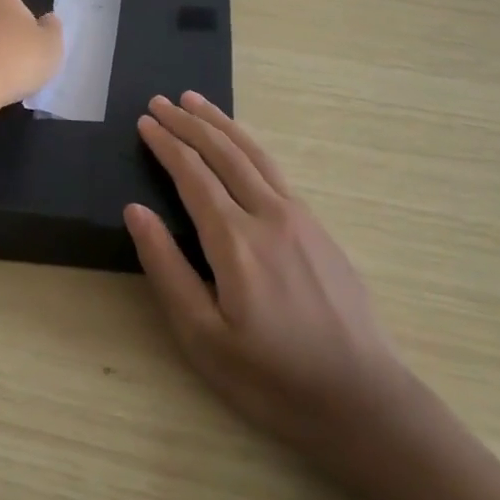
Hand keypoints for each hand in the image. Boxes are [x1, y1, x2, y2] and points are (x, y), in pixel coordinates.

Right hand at [124, 92, 417, 475]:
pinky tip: (240, 145)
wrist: (363, 399)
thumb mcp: (204, 338)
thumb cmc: (273, 379)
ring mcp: (301, 217)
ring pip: (254, 153)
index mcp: (236, 240)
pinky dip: (249, 145)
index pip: (193, 174)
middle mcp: (269, 214)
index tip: (145, 122)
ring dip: (221, 123)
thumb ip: (167, 269)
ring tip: (196, 101)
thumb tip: (136, 211)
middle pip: (223, 152)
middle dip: (189, 122)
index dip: (166, 144)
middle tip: (161, 100)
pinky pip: (275, 170)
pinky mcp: (320, 227)